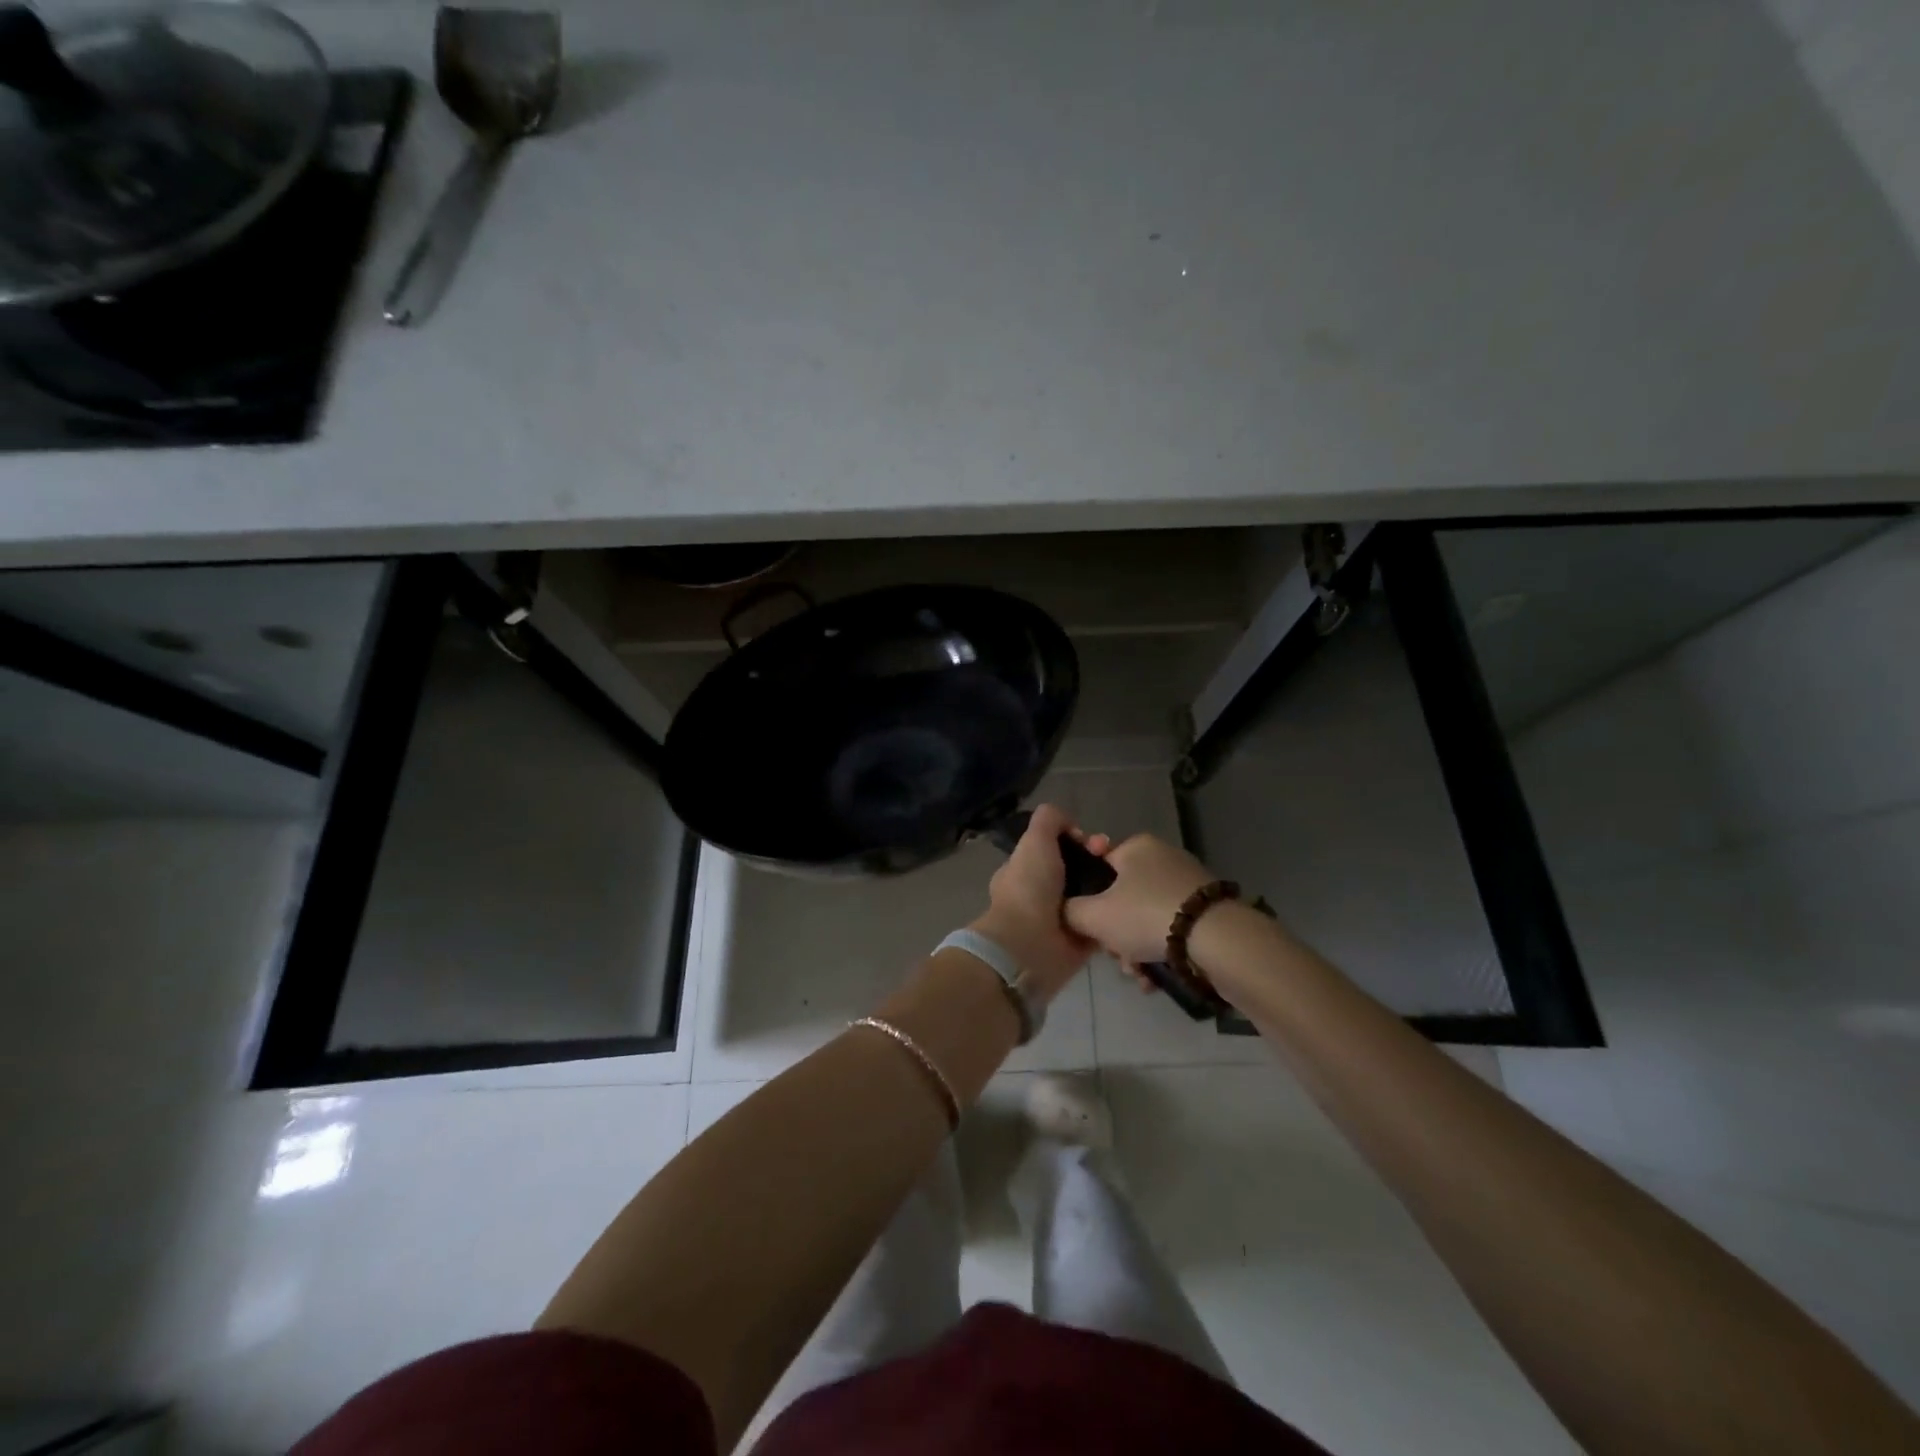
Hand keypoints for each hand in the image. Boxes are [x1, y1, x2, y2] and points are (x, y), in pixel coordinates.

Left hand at [971, 803, 1108, 1003]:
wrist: (1031, 946)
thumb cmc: (1029, 889)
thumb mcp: (1034, 841)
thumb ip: (1049, 820)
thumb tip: (1071, 826)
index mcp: (1025, 869)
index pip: (1055, 849)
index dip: (1076, 840)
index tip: (1093, 842)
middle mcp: (1042, 893)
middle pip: (1077, 870)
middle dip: (1098, 861)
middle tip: (1114, 860)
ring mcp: (1061, 918)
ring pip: (1092, 895)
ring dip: (1109, 887)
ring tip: (1127, 881)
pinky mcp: (1080, 942)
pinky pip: (1102, 923)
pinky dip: (1114, 915)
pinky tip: (1130, 904)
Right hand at [1060, 832, 1214, 972]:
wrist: (1218, 939)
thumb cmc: (1146, 916)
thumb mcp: (1094, 916)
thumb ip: (1070, 911)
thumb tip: (1066, 911)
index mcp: (1136, 847)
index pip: (1099, 865)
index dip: (1088, 896)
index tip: (1090, 923)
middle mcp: (1163, 858)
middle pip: (1122, 898)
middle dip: (1114, 934)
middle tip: (1115, 957)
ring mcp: (1188, 884)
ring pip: (1146, 918)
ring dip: (1135, 949)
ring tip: (1139, 975)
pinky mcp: (1207, 910)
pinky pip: (1171, 929)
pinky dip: (1160, 952)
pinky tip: (1156, 979)